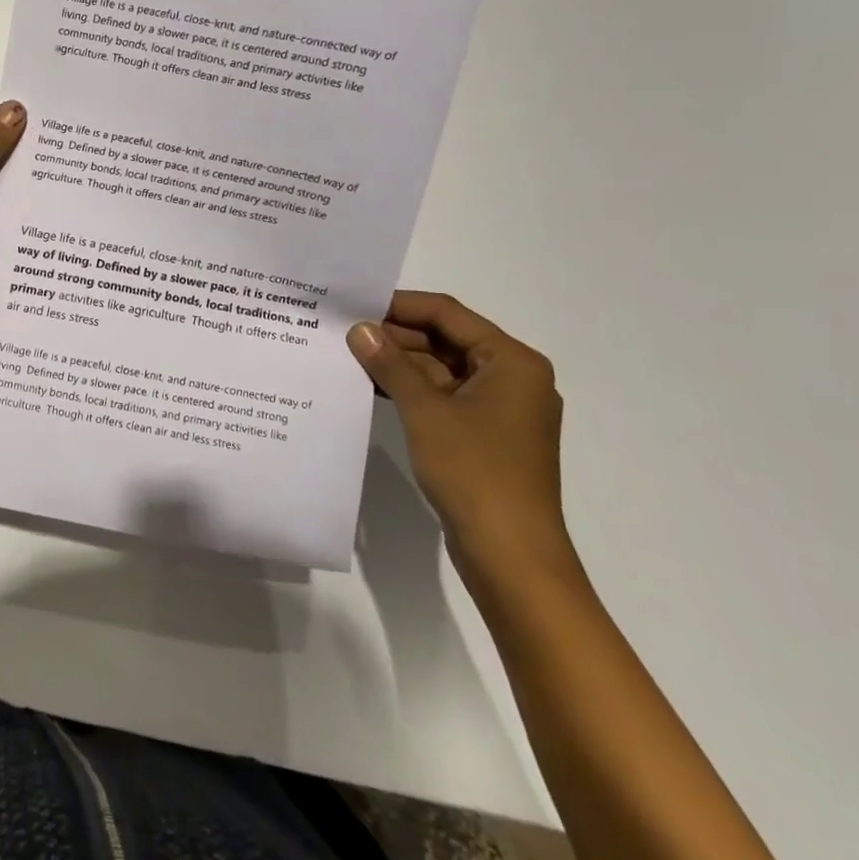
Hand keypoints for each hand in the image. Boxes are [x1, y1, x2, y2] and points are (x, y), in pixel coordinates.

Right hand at [349, 292, 570, 582]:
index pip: (448, 314)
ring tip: (350, 355)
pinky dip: (412, 390)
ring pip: (443, 369)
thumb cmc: (474, 471)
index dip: (400, 305)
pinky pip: (444, 397)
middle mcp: (512, 378)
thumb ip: (391, 364)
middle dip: (397, 335)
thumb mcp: (425, 410)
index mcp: (512, 362)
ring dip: (400, 363)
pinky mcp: (486, 436)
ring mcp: (500, 409)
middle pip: (446, 339)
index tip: (355, 303)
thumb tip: (359, 329)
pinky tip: (372, 387)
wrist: (511, 555)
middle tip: (346, 331)